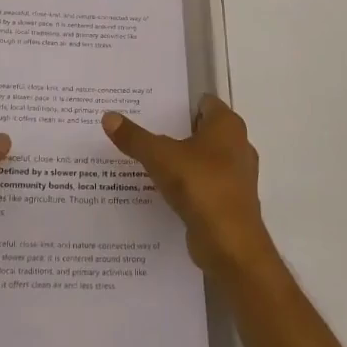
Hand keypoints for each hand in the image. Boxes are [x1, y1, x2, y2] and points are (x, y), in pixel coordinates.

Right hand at [103, 95, 271, 274]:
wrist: (230, 243)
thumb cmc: (200, 186)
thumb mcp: (159, 157)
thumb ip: (134, 137)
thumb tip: (108, 116)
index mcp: (228, 125)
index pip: (204, 103)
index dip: (179, 103)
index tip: (152, 108)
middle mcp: (238, 145)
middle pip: (203, 131)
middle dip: (177, 132)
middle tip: (144, 132)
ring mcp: (237, 176)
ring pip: (205, 159)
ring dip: (182, 161)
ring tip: (149, 162)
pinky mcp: (231, 203)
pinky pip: (206, 185)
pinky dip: (188, 186)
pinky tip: (164, 191)